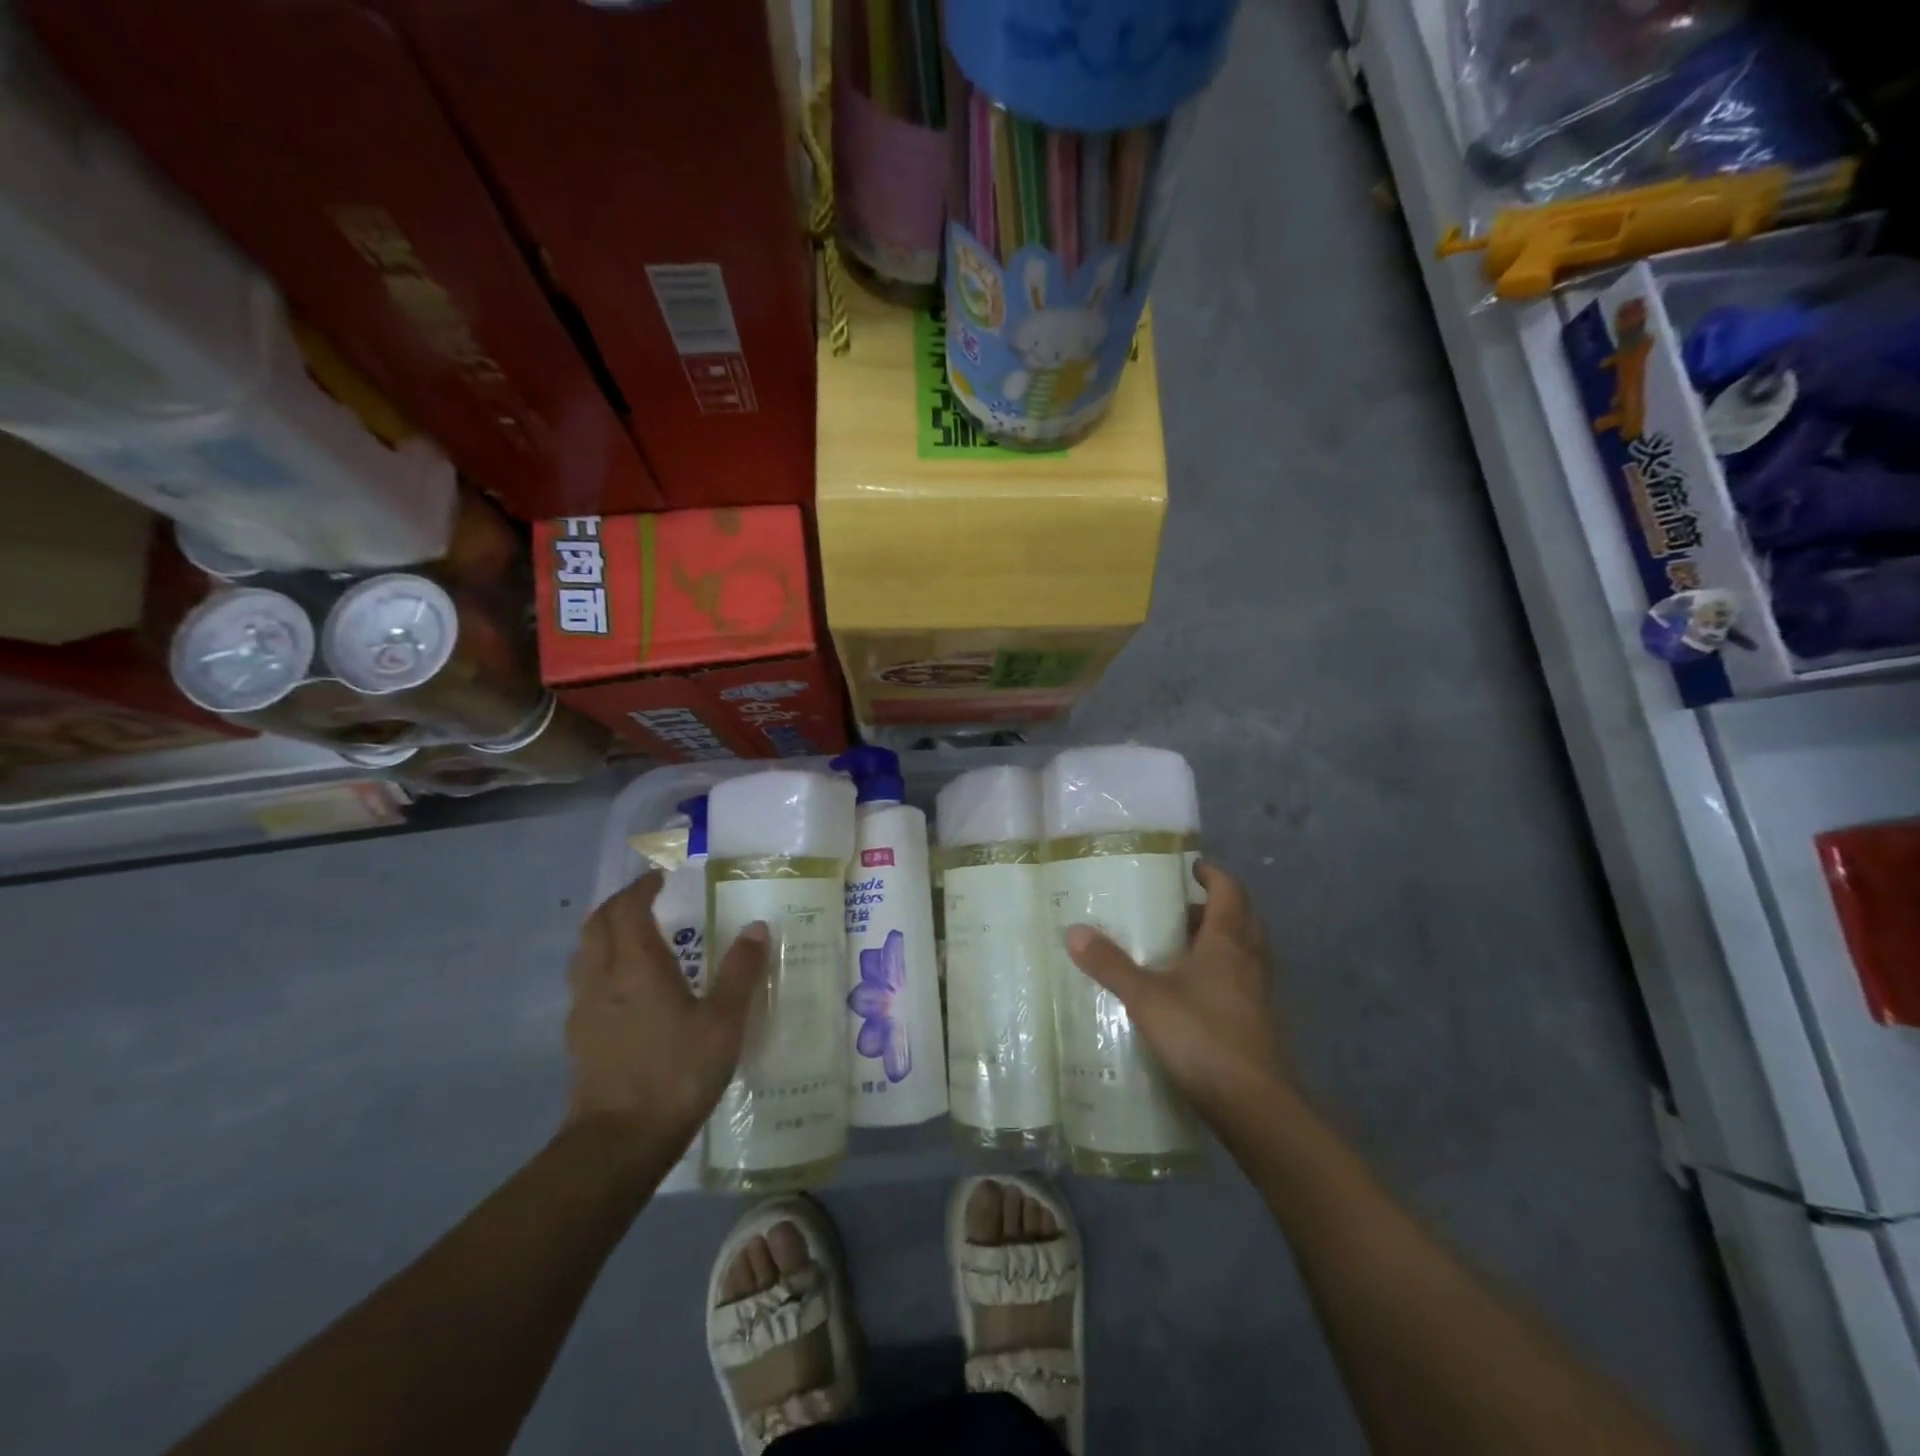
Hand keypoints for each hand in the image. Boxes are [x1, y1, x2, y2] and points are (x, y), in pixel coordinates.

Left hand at [565, 872, 768, 1147]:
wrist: (619, 1142)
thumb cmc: (676, 1073)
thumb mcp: (724, 1021)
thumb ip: (740, 972)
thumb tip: (756, 928)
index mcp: (636, 966)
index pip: (627, 909)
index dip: (641, 888)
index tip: (660, 878)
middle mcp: (602, 978)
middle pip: (597, 925)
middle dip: (619, 904)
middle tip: (646, 899)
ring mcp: (584, 1009)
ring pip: (584, 954)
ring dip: (605, 933)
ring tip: (633, 936)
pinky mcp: (579, 1038)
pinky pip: (584, 983)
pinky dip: (601, 966)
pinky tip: (624, 988)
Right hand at [1065, 862, 1290, 1124]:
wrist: (1255, 1106)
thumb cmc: (1202, 1037)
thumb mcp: (1146, 998)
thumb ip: (1110, 964)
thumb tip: (1074, 930)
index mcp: (1229, 941)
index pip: (1229, 890)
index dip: (1212, 873)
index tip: (1190, 867)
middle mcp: (1250, 959)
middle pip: (1240, 917)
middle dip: (1213, 906)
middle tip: (1177, 907)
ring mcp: (1260, 992)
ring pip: (1243, 950)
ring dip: (1218, 939)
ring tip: (1178, 946)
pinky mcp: (1260, 1021)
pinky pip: (1242, 979)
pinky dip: (1221, 972)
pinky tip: (1191, 991)